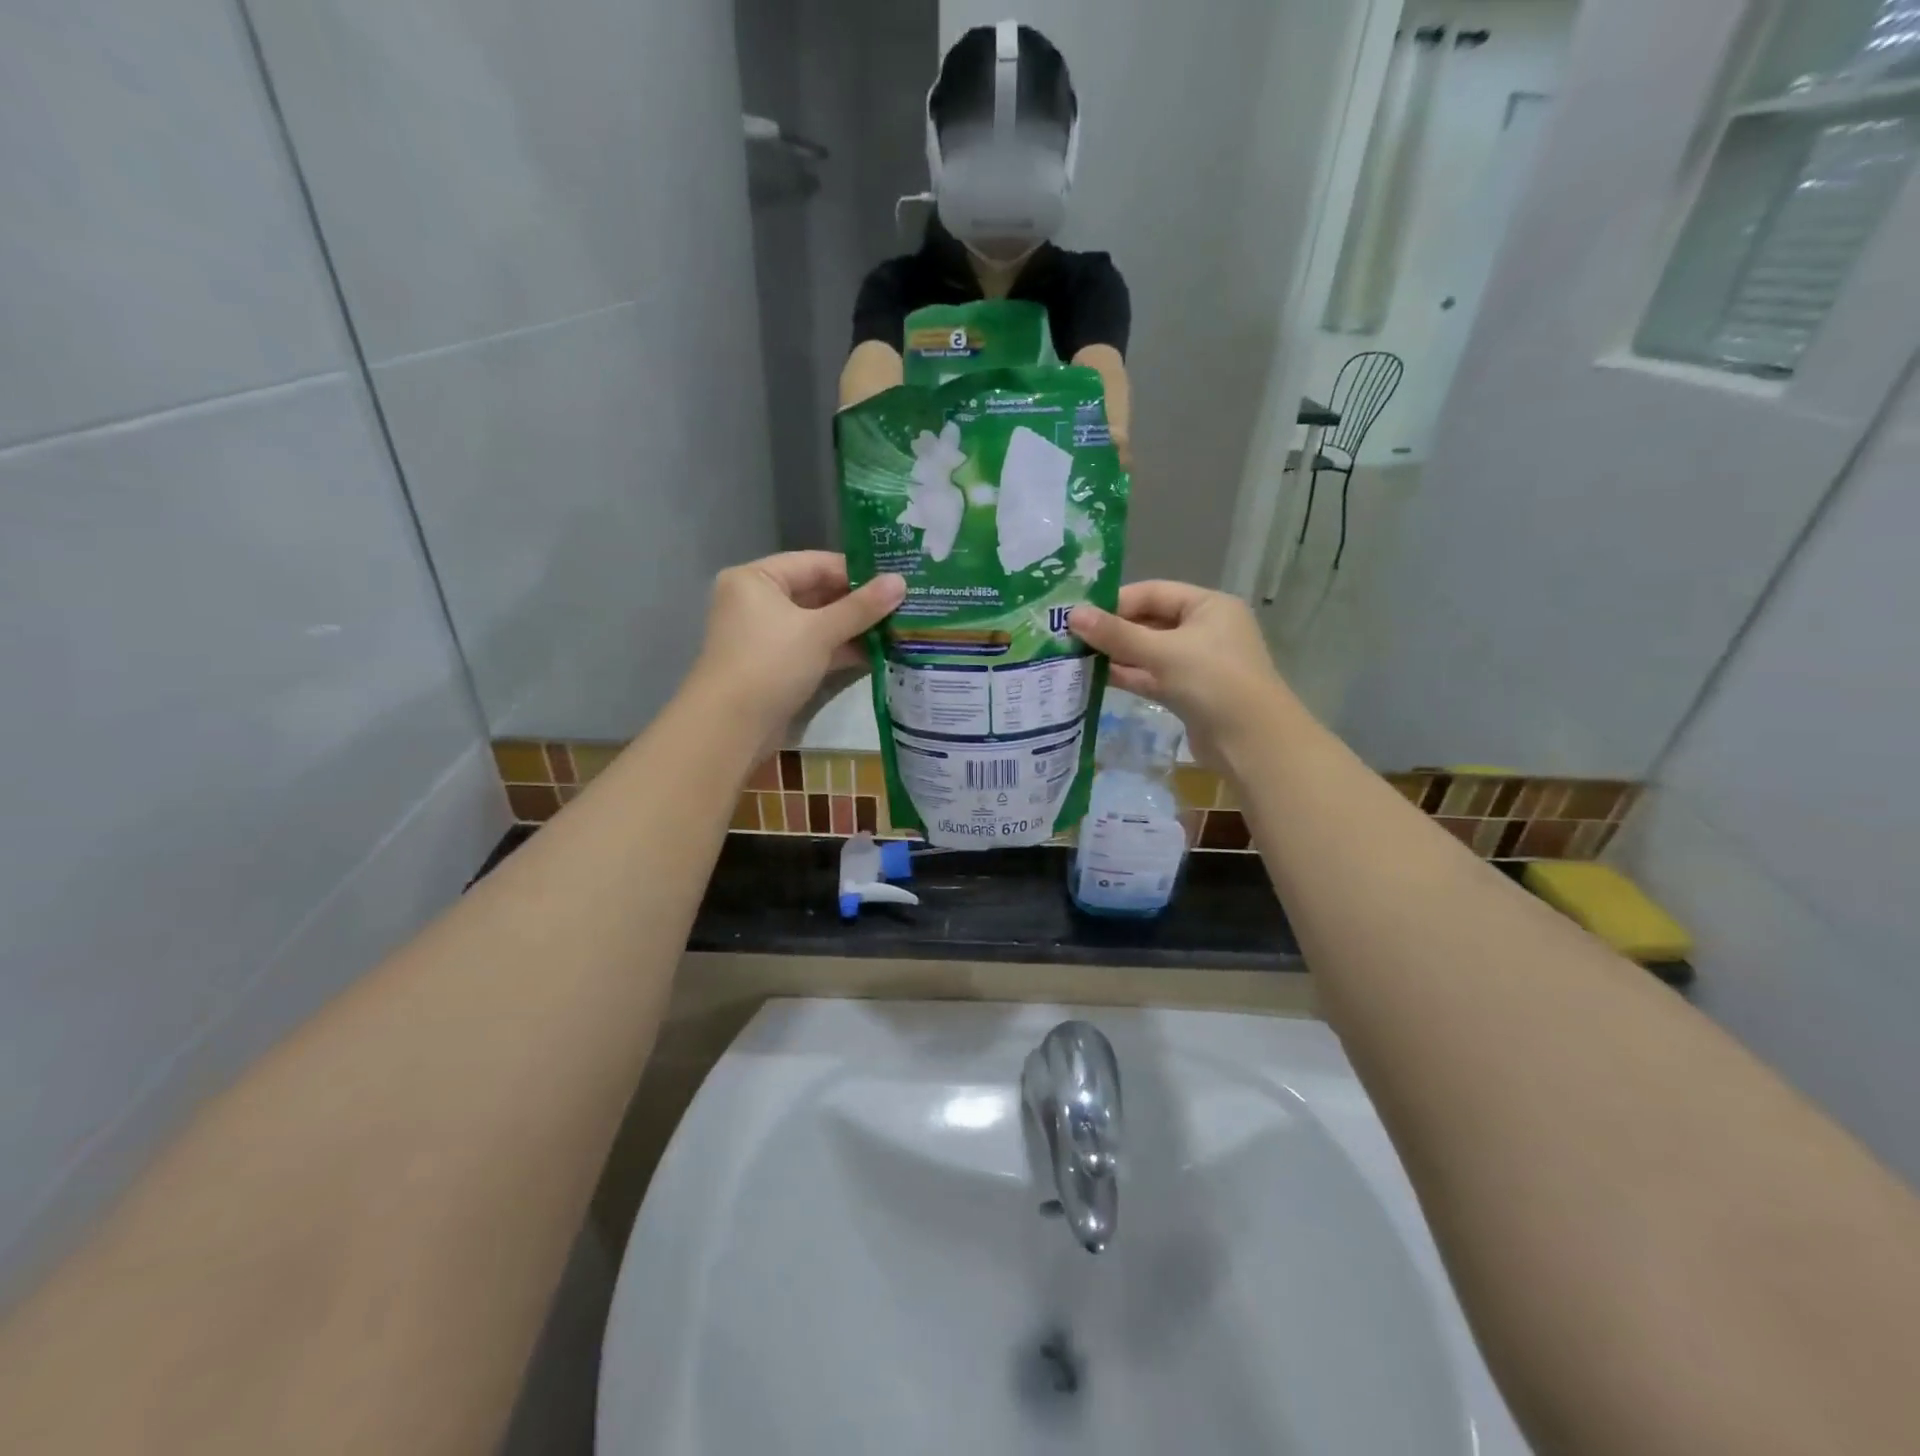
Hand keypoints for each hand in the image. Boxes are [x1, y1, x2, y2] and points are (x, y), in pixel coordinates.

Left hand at [687, 552, 904, 746]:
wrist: (731, 727)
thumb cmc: (771, 664)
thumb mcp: (819, 631)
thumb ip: (861, 607)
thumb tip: (901, 581)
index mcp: (756, 579)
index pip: (814, 563)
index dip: (856, 571)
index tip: (896, 579)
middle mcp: (757, 601)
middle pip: (817, 593)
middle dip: (859, 603)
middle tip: (904, 604)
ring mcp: (767, 636)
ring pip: (818, 623)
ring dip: (855, 628)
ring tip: (899, 628)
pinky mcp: (777, 666)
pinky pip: (814, 648)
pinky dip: (841, 650)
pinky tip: (879, 654)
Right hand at [1069, 581, 1297, 762]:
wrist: (1251, 742)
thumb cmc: (1212, 681)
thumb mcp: (1162, 652)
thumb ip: (1117, 635)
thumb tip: (1073, 615)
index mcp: (1209, 606)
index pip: (1154, 592)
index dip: (1116, 602)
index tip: (1079, 614)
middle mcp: (1205, 629)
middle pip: (1150, 622)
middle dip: (1113, 630)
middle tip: (1070, 636)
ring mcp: (1197, 663)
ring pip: (1149, 652)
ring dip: (1116, 655)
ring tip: (1075, 657)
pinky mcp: (1188, 693)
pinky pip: (1152, 677)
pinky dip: (1129, 676)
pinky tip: (1095, 677)